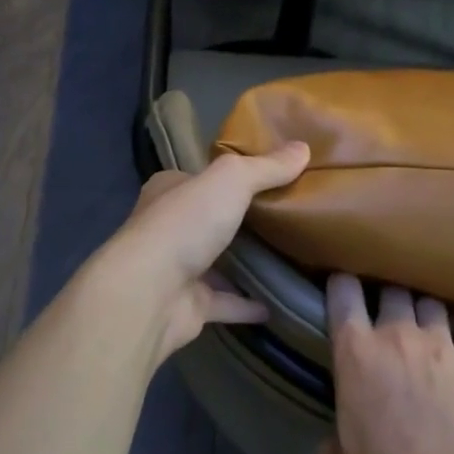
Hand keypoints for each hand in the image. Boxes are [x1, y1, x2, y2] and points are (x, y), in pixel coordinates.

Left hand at [97, 143, 308, 363]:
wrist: (150, 292)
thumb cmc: (185, 223)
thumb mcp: (231, 180)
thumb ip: (267, 166)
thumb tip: (304, 147)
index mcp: (170, 190)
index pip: (202, 177)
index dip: (232, 176)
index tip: (271, 176)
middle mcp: (169, 227)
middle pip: (211, 219)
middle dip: (242, 219)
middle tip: (289, 216)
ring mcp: (177, 269)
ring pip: (217, 262)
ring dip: (245, 263)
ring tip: (290, 257)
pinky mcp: (188, 305)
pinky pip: (225, 302)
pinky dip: (248, 303)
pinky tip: (279, 302)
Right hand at [320, 276, 453, 453]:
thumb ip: (333, 428)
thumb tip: (339, 432)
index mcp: (354, 350)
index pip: (343, 290)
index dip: (341, 285)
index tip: (342, 292)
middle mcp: (395, 335)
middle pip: (391, 288)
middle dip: (385, 296)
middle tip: (384, 315)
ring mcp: (440, 345)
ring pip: (430, 300)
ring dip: (424, 310)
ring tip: (424, 325)